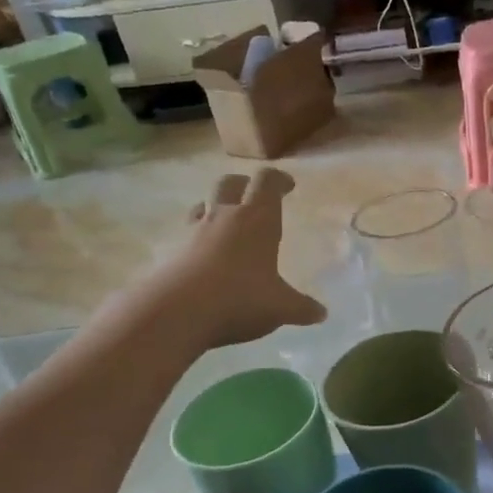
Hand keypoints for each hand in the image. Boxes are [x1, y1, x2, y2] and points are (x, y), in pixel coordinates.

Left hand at [160, 169, 325, 348]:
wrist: (174, 313)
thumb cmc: (239, 299)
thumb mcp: (280, 308)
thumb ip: (302, 308)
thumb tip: (322, 313)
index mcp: (256, 220)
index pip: (267, 183)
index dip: (278, 180)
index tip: (288, 185)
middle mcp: (223, 217)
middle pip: (229, 183)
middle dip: (243, 185)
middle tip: (254, 196)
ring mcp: (192, 232)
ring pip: (202, 205)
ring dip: (215, 208)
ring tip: (225, 224)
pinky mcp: (170, 252)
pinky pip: (185, 235)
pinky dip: (197, 239)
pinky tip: (204, 258)